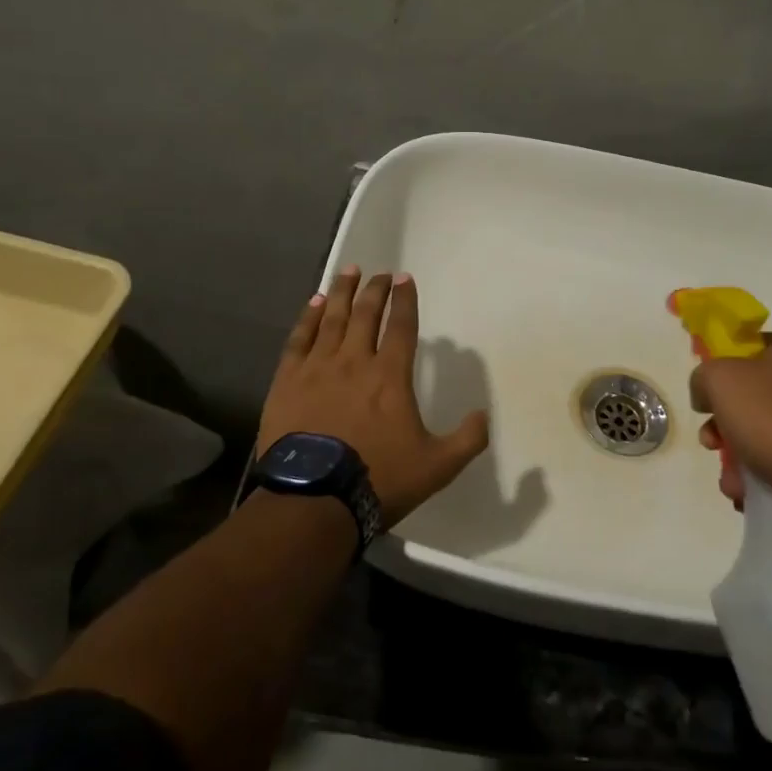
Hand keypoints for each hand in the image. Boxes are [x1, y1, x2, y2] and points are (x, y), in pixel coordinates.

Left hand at [256, 267, 489, 527]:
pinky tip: (313, 303)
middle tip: (380, 273)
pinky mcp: (287, 381)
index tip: (405, 279)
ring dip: (341, 292)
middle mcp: (354, 361)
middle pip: (365, 314)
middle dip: (375, 290)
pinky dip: (307, 318)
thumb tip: (483, 415)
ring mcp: (317, 368)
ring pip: (331, 318)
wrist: (314, 499)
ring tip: (348, 271)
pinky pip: (299, 339)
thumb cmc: (378, 478)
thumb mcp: (438, 466)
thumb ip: (467, 439)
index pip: (401, 326)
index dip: (405, 300)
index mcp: (390, 376)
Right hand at [690, 332, 771, 505]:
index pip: (747, 348)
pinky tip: (753, 492)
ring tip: (733, 484)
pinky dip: (769, 469)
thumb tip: (706, 394)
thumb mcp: (719, 380)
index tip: (707, 401)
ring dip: (742, 455)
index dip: (720, 372)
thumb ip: (703, 377)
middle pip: (755, 394)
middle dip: (725, 424)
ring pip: (770, 429)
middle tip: (712, 445)